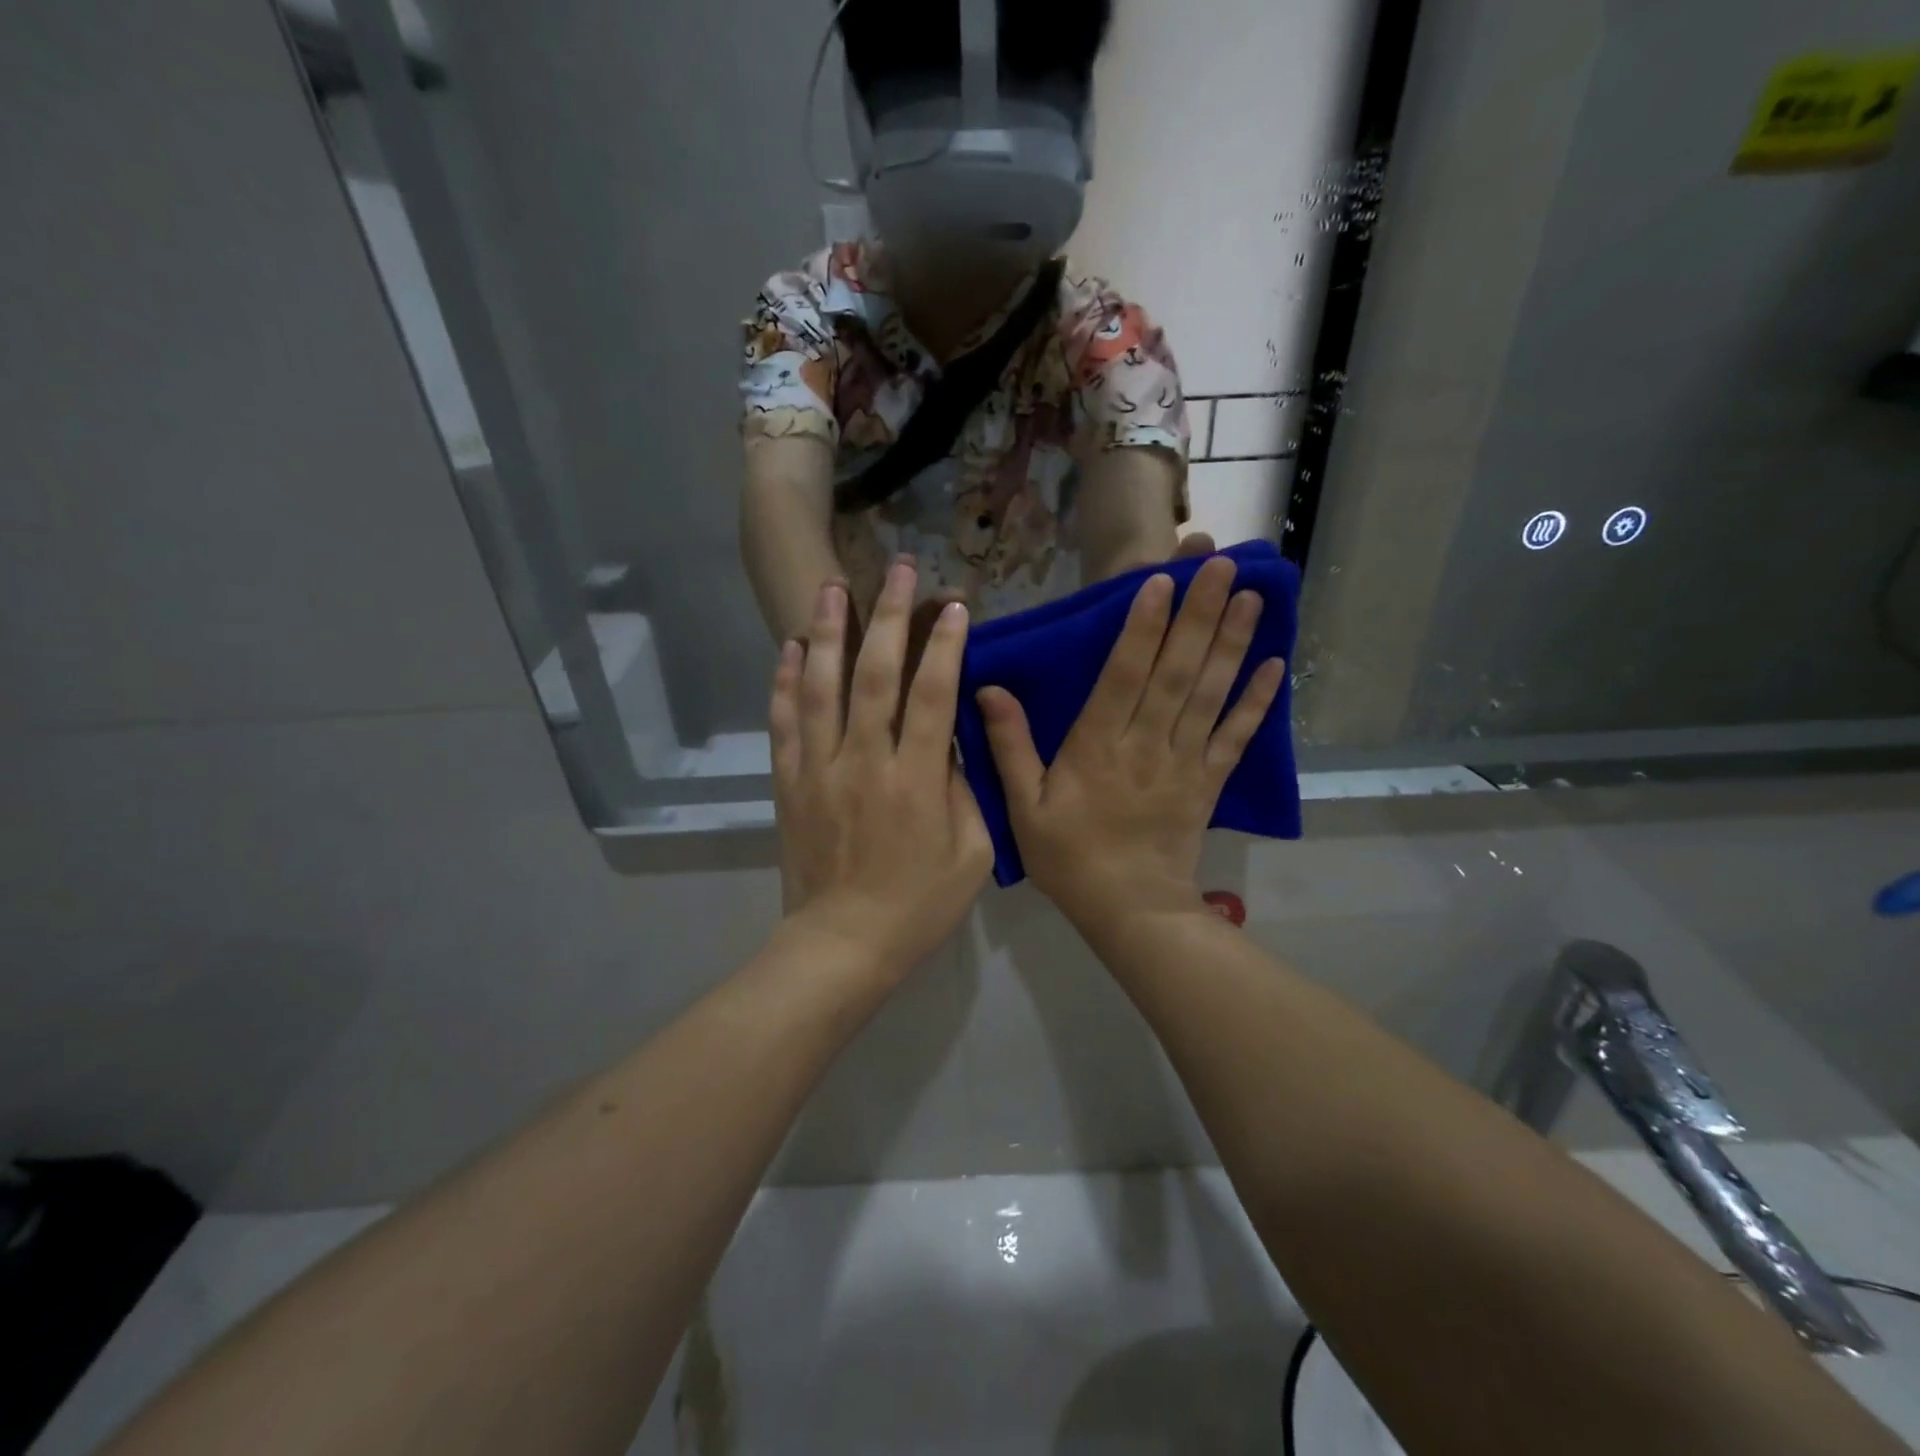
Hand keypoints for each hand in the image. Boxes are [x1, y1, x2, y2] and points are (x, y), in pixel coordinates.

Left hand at [770, 563, 993, 979]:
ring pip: (820, 687)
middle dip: (888, 616)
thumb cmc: (919, 904)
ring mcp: (819, 769)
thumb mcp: (972, 853)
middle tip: (896, 568)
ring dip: (827, 632)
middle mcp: (864, 762)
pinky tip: (788, 647)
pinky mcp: (789, 783)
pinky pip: (783, 723)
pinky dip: (784, 682)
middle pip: (875, 675)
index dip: (945, 645)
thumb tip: (950, 741)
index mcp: (917, 781)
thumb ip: (965, 790)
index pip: (933, 696)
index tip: (953, 605)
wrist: (842, 944)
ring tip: (832, 585)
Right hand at [976, 556, 1284, 929]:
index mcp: (1098, 747)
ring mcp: (1185, 761)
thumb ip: (1010, 748)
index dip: (1142, 627)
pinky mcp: (1210, 781)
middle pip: (1176, 671)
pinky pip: (1236, 737)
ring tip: (1250, 594)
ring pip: (1210, 694)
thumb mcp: (1024, 808)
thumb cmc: (1070, 858)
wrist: (1130, 911)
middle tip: (1219, 563)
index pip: (1123, 675)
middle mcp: (1147, 744)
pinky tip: (1275, 664)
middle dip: (1198, 614)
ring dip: (1231, 643)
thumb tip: (988, 689)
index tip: (1161, 581)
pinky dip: (1256, 702)